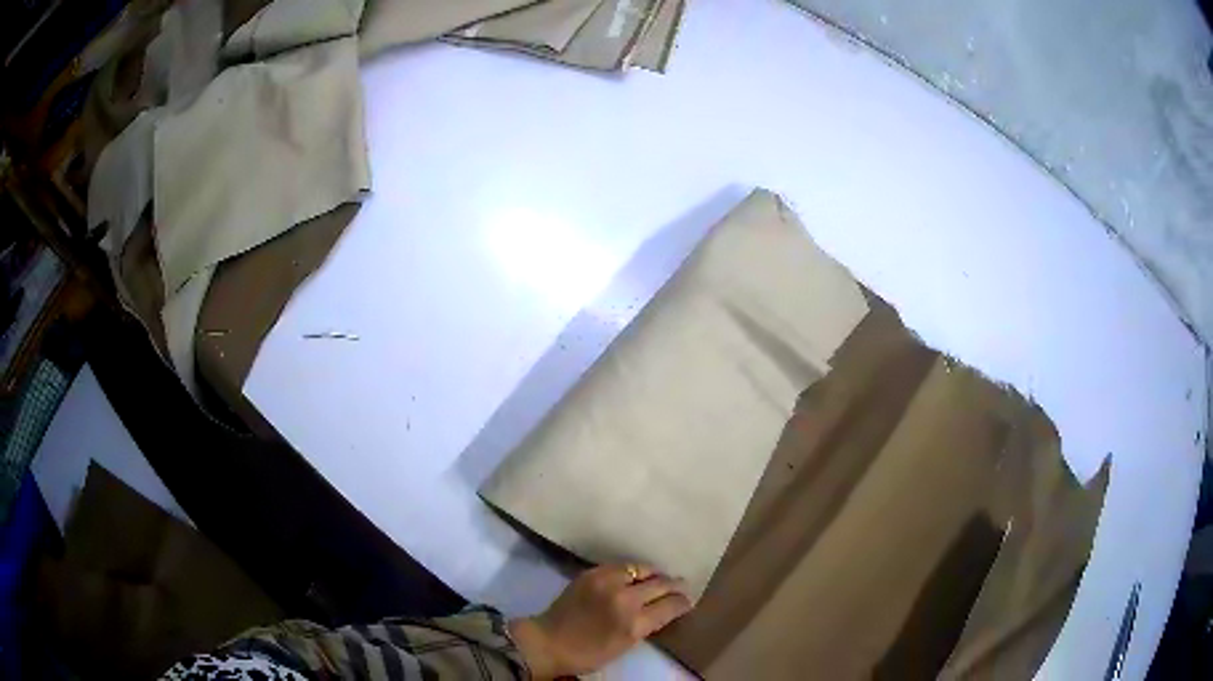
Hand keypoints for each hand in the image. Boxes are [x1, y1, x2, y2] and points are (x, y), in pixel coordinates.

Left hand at [509, 564, 692, 678]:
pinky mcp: (592, 573)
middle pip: (661, 584)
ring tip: (660, 578)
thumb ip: (647, 624)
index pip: (671, 605)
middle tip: (681, 587)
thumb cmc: (589, 653)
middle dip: (675, 586)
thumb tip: (664, 609)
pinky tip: (636, 576)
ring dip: (654, 575)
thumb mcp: (626, 645)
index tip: (688, 601)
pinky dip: (633, 571)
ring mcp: (607, 582)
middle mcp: (624, 598)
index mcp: (634, 623)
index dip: (683, 602)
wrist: (548, 641)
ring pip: (643, 569)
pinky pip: (622, 566)